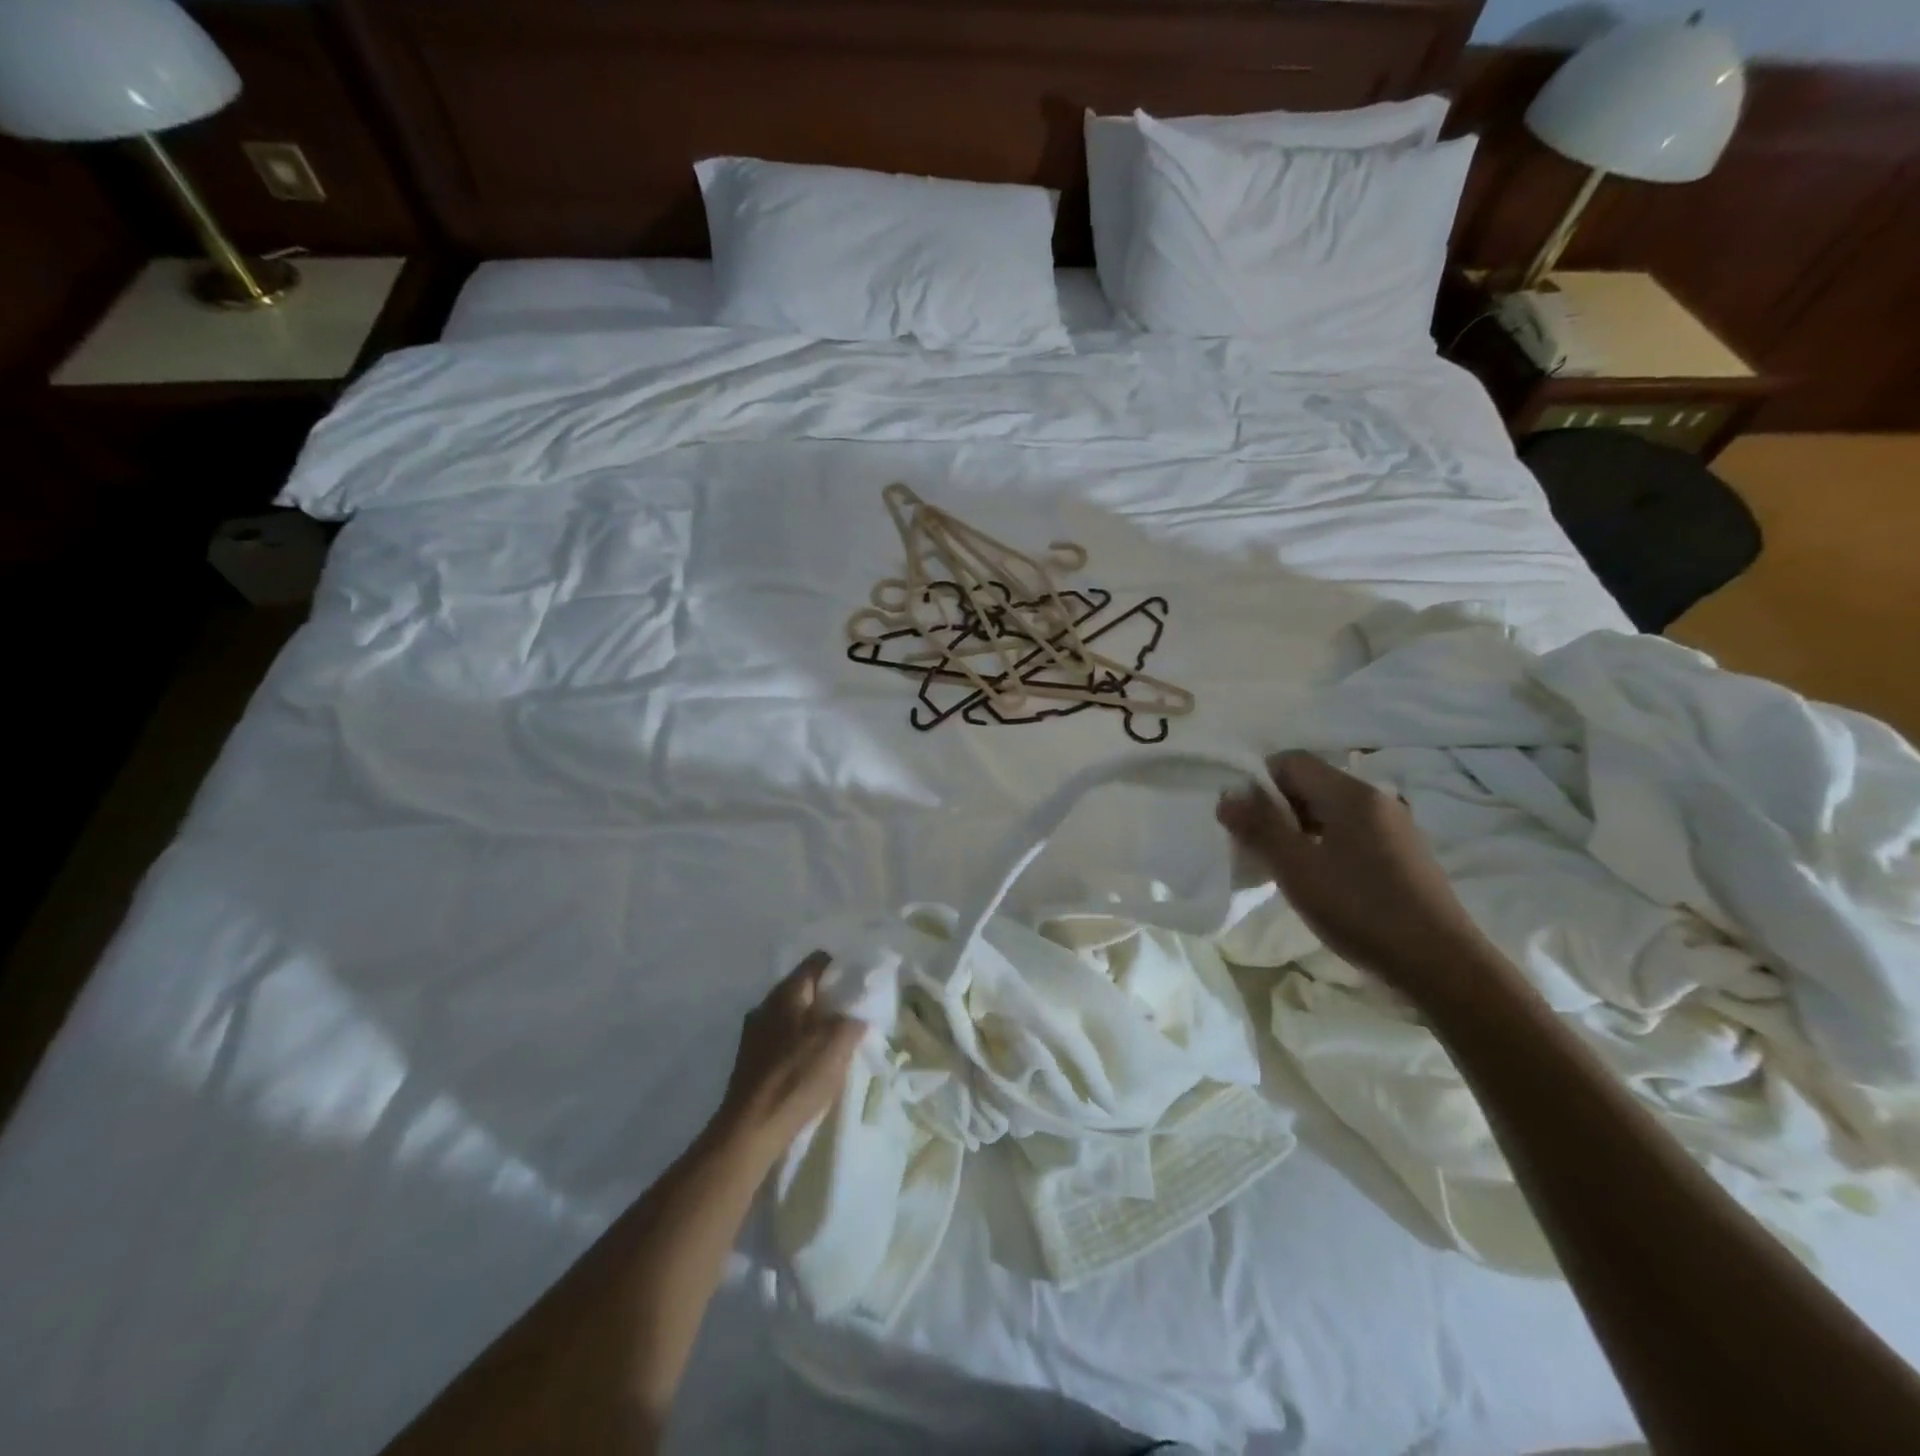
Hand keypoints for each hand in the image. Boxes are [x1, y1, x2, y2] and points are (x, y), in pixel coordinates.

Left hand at [709, 952, 862, 1168]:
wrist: (750, 1131)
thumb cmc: (796, 1077)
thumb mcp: (838, 1043)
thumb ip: (853, 1020)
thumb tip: (857, 1016)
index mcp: (786, 992)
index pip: (818, 961)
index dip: (841, 969)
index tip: (860, 985)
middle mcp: (766, 1005)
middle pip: (805, 990)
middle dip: (830, 1000)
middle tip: (854, 1016)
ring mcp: (754, 1034)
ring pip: (793, 1017)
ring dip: (815, 1025)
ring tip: (837, 1044)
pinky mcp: (750, 1061)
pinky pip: (783, 1041)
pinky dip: (800, 1046)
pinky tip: (813, 1067)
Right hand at [1217, 751, 1506, 1004]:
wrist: (1441, 964)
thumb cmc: (1361, 909)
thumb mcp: (1297, 869)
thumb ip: (1259, 827)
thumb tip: (1227, 796)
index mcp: (1351, 794)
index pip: (1291, 761)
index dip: (1258, 783)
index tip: (1243, 821)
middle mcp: (1375, 800)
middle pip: (1310, 784)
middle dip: (1275, 809)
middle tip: (1255, 848)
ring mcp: (1394, 827)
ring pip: (1329, 811)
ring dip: (1297, 830)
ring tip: (1283, 869)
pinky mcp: (1402, 855)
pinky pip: (1350, 833)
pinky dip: (1323, 846)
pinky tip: (1318, 882)